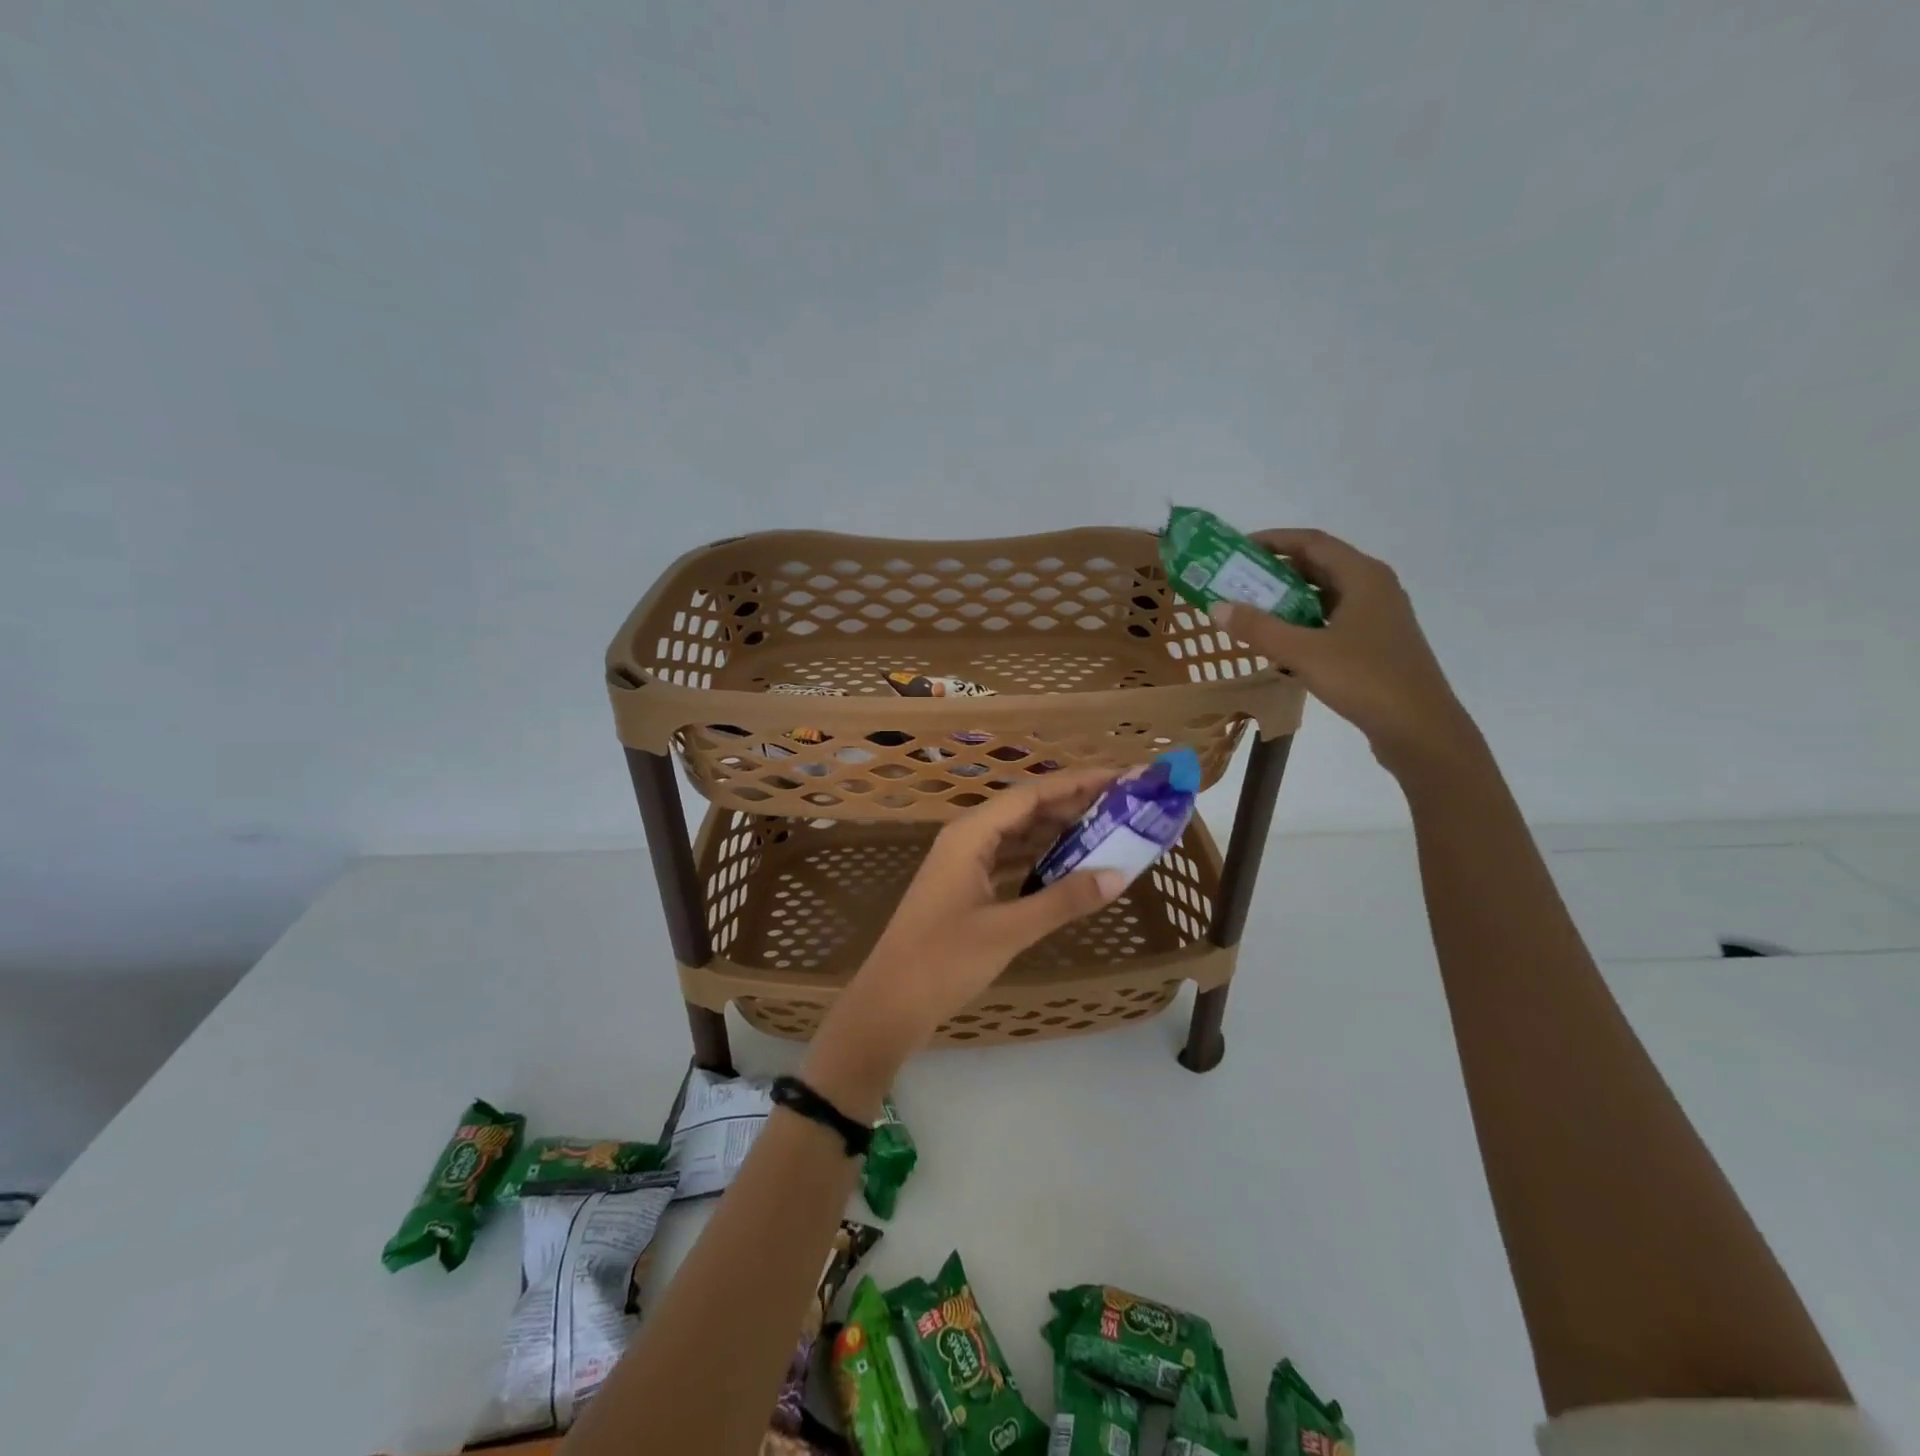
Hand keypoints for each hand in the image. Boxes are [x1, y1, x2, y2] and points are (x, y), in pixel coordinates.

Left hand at [802, 770, 1127, 1108]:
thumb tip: (1118, 876)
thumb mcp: (1009, 930)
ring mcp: (963, 863)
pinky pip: (1009, 859)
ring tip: (1106, 829)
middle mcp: (966, 838)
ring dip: (1058, 831)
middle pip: (1026, 809)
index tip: (1120, 777)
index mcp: (970, 834)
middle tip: (1124, 805)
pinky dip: (1040, 858)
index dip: (1078, 783)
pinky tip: (1069, 865)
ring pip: (1018, 834)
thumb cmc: (943, 961)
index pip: (1032, 794)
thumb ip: (1063, 900)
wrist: (890, 1002)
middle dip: (1073, 804)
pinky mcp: (965, 887)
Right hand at [1209, 528, 1479, 776]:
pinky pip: (1331, 620)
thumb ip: (1258, 628)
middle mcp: (1373, 588)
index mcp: (1363, 576)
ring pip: (1324, 595)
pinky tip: (1280, 642)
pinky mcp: (1375, 643)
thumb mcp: (1304, 653)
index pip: (1312, 542)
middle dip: (1275, 571)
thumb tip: (1216, 607)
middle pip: (1318, 566)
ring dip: (1287, 599)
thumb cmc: (1365, 680)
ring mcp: (1377, 617)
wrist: (1420, 729)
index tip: (1236, 550)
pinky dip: (1303, 622)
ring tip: (1250, 610)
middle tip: (1235, 581)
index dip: (1273, 540)